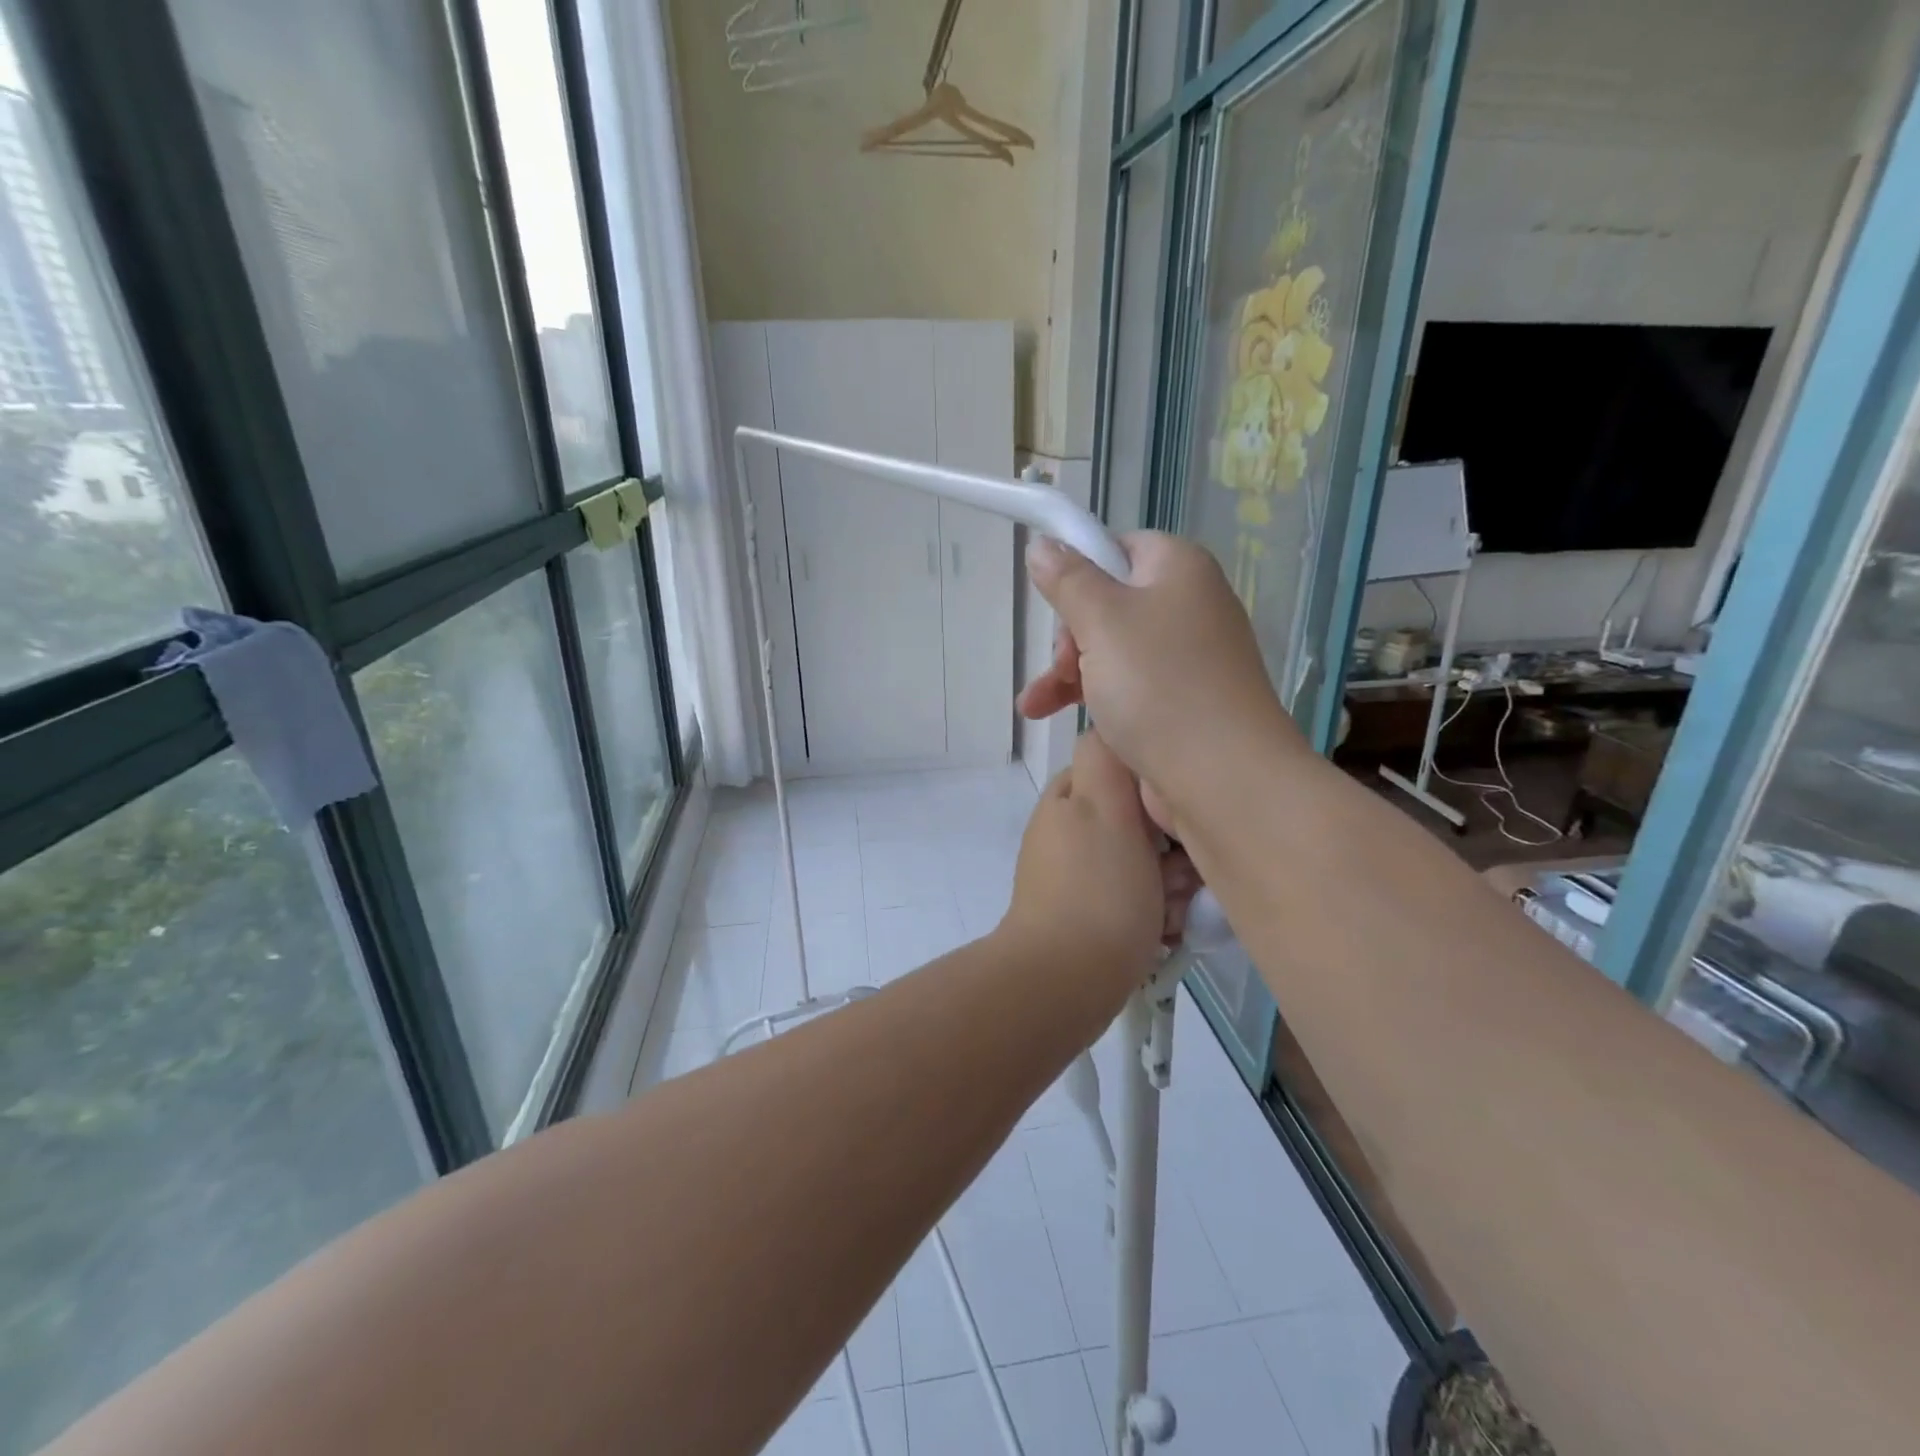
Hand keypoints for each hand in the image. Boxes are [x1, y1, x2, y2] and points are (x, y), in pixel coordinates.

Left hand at [1000, 733, 1194, 1004]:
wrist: (1063, 981)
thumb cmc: (1097, 889)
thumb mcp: (1107, 807)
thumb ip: (1108, 759)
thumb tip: (1112, 728)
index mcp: (1069, 798)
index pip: (1124, 770)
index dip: (1158, 790)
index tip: (1178, 816)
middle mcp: (1069, 831)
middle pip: (1139, 822)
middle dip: (1170, 848)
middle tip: (1177, 876)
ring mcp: (1075, 877)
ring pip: (1143, 864)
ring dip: (1168, 885)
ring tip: (1170, 911)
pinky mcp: (1085, 917)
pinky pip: (1133, 901)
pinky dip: (1153, 914)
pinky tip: (1163, 933)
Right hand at [1016, 532, 1306, 833]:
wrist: (1221, 777)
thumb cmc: (1158, 684)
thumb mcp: (1101, 620)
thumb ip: (1067, 580)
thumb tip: (1042, 544)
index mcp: (1178, 570)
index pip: (1120, 547)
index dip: (1081, 572)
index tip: (1056, 604)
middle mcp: (1188, 607)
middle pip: (1109, 603)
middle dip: (1070, 635)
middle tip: (1062, 665)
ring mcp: (1185, 659)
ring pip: (1110, 650)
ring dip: (1066, 673)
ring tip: (1034, 705)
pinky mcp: (1179, 703)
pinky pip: (1125, 687)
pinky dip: (1090, 697)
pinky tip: (1049, 716)